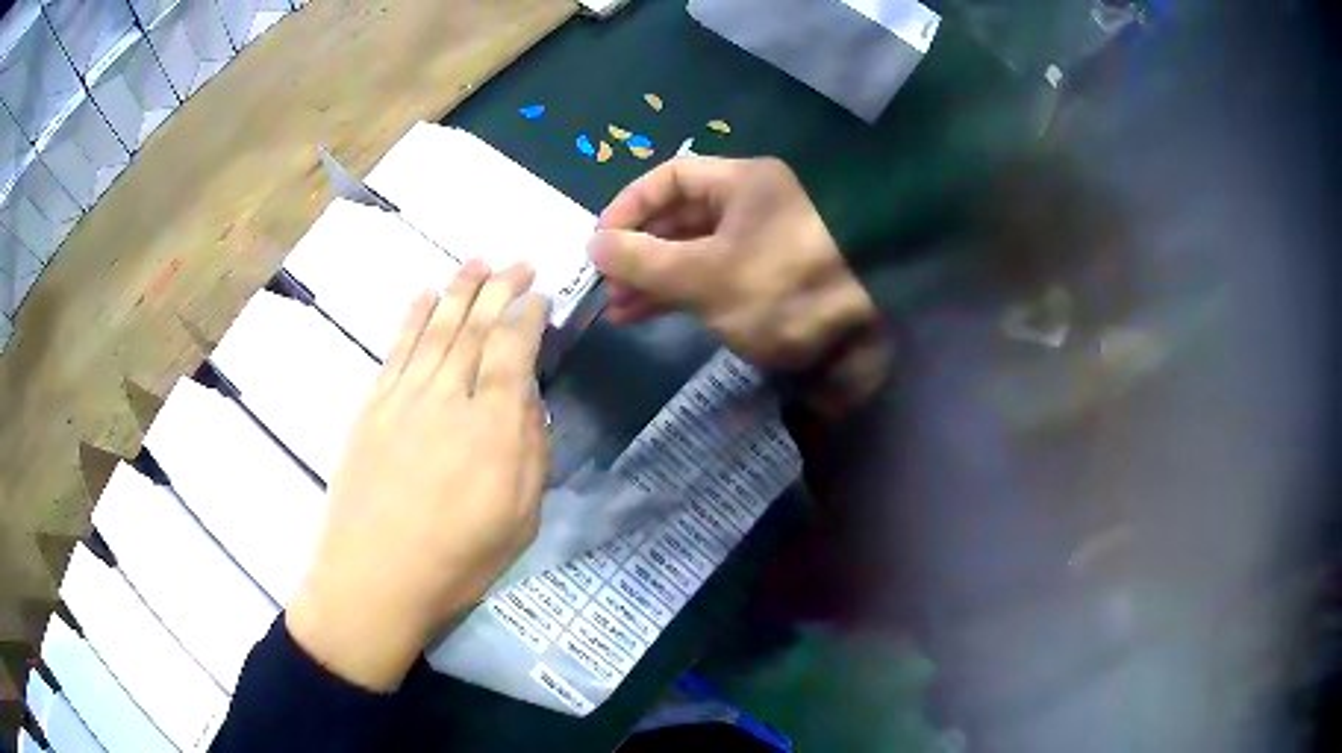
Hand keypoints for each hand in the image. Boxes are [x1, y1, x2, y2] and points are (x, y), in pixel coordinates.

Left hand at [286, 260, 550, 690]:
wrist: (373, 579)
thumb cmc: (457, 561)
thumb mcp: (520, 518)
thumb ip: (530, 449)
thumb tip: (527, 395)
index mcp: (491, 427)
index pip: (512, 350)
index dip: (528, 315)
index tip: (540, 293)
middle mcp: (447, 397)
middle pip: (475, 328)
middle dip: (499, 289)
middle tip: (517, 261)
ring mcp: (403, 398)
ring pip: (436, 328)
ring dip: (458, 290)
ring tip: (477, 261)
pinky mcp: (372, 407)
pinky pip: (396, 349)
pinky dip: (412, 317)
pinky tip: (424, 295)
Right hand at [589, 157, 877, 370]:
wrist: (873, 332)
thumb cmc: (785, 285)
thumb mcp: (705, 274)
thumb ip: (644, 260)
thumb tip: (594, 245)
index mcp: (741, 183)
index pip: (668, 178)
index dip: (628, 207)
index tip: (599, 244)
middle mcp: (751, 206)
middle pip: (679, 217)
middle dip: (638, 251)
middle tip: (606, 287)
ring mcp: (763, 246)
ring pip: (695, 252)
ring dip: (655, 279)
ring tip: (620, 311)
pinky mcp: (773, 283)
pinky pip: (716, 279)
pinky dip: (685, 296)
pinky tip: (653, 316)